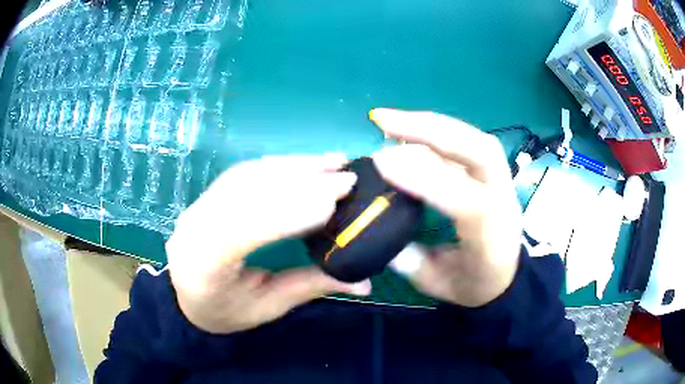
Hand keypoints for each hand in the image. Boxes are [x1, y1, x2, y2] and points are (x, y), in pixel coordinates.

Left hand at [166, 154, 371, 333]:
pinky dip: (278, 165)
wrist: (186, 296)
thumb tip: (364, 284)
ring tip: (332, 162)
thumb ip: (310, 288)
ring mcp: (198, 205)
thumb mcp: (267, 308)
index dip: (287, 213)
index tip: (333, 204)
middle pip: (245, 193)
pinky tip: (303, 164)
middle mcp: (195, 225)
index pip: (242, 230)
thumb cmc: (223, 310)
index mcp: (203, 265)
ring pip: (246, 175)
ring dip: (292, 165)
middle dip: (299, 181)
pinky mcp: (208, 195)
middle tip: (346, 176)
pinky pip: (244, 173)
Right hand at [370, 109, 521, 306]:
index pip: (463, 198)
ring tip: (392, 120)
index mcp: (491, 235)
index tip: (380, 161)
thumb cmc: (475, 285)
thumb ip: (408, 259)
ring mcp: (503, 182)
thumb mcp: (437, 283)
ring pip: (475, 140)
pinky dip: (440, 132)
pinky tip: (413, 131)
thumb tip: (377, 221)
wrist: (510, 279)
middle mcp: (503, 200)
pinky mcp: (494, 174)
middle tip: (383, 120)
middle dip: (430, 129)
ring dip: (432, 124)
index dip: (423, 177)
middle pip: (479, 151)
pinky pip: (470, 143)